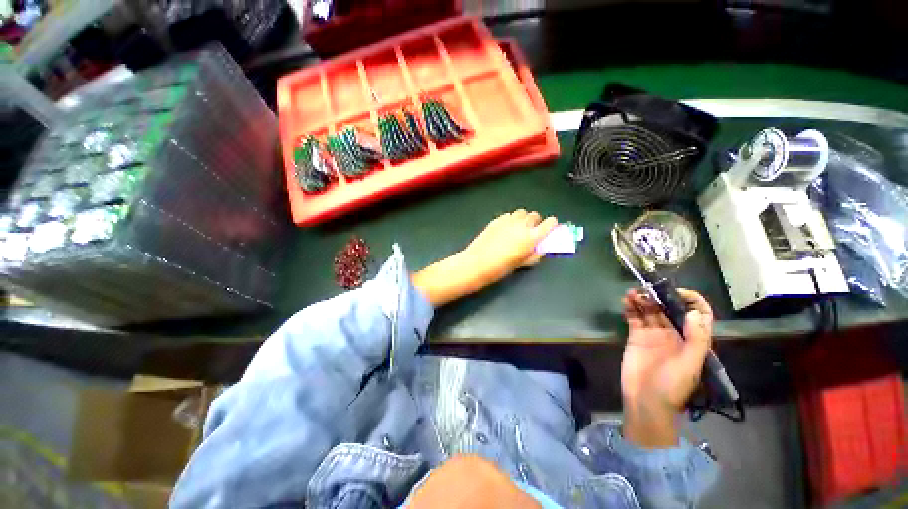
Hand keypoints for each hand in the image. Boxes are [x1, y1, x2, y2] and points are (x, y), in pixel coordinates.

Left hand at [412, 209, 556, 307]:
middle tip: (530, 231)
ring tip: (517, 228)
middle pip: (534, 215)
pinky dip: (510, 219)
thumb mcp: (522, 264)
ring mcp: (508, 220)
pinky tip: (504, 229)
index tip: (549, 228)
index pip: (550, 222)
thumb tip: (541, 247)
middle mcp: (522, 225)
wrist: (477, 263)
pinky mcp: (496, 219)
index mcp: (531, 237)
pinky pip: (508, 215)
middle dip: (535, 221)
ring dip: (522, 218)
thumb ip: (535, 254)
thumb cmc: (501, 268)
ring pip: (521, 212)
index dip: (551, 224)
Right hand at [620, 288, 713, 448]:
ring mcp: (653, 334)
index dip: (692, 301)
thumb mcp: (690, 365)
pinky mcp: (636, 337)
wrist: (646, 401)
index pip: (698, 315)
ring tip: (634, 293)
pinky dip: (631, 308)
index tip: (678, 292)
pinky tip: (627, 301)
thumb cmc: (673, 386)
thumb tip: (693, 312)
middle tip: (648, 289)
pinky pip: (634, 318)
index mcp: (691, 340)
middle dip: (661, 297)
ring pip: (650, 311)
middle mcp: (674, 334)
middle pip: (669, 309)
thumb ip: (695, 339)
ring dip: (644, 300)